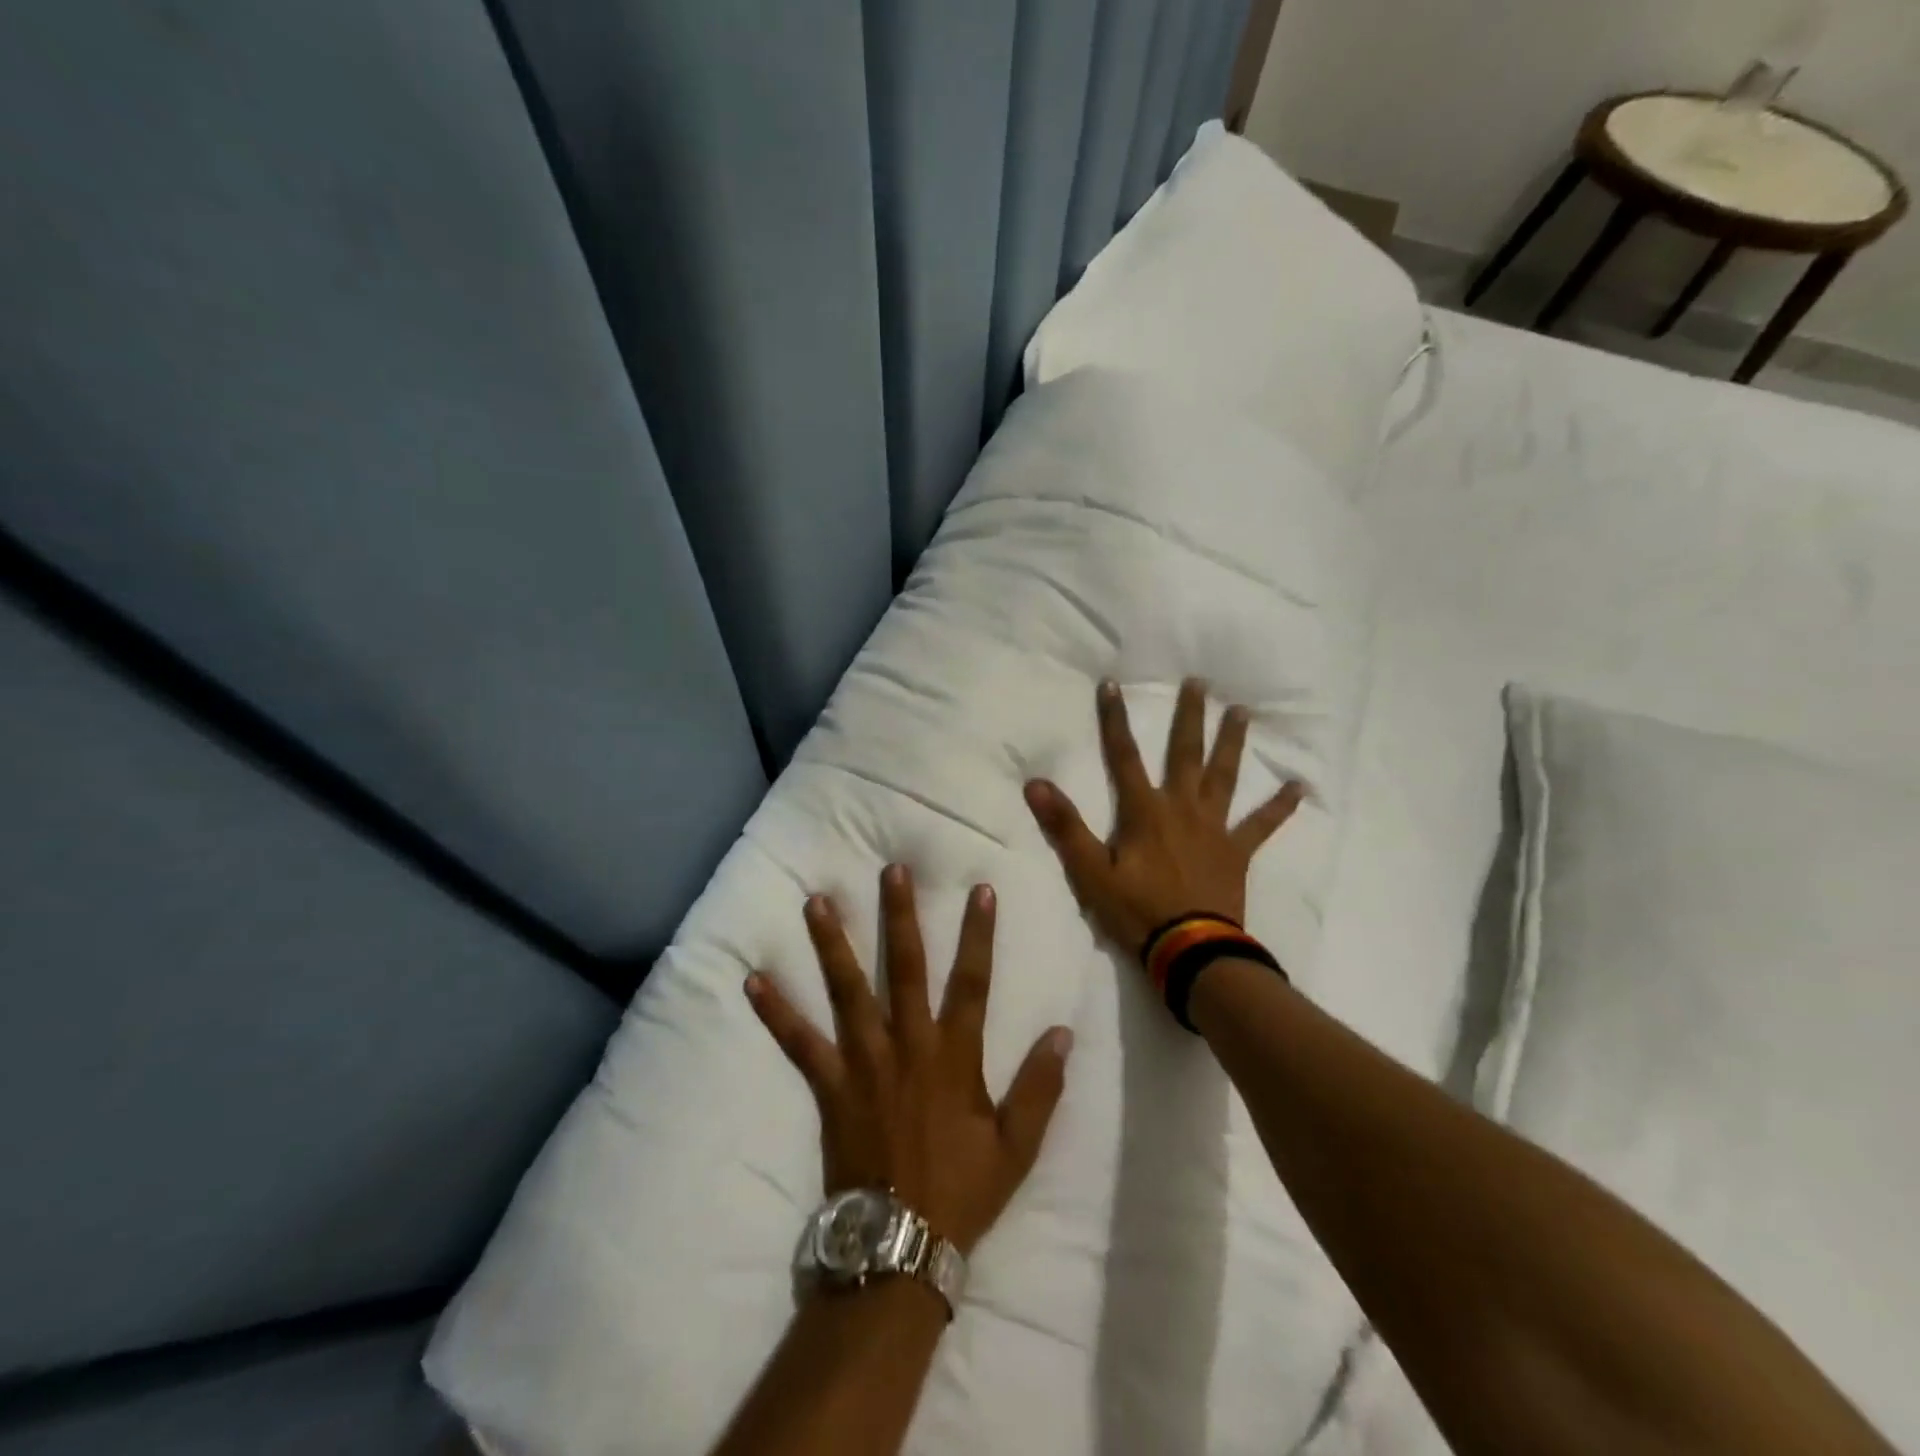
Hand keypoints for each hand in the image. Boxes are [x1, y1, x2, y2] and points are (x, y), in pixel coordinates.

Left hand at [746, 866, 1073, 1255]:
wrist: (901, 1243)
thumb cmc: (962, 1190)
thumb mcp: (1017, 1146)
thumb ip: (1040, 1086)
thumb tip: (1063, 1032)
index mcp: (954, 1055)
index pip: (972, 981)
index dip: (978, 934)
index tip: (980, 889)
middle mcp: (908, 1045)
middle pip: (906, 968)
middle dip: (900, 916)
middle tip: (891, 871)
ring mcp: (864, 1062)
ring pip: (848, 991)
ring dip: (833, 945)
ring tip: (816, 902)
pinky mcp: (830, 1085)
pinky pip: (799, 1042)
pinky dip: (776, 1011)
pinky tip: (753, 979)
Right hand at [1023, 677, 1302, 959]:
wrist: (1191, 950)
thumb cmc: (1137, 911)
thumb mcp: (1090, 872)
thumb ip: (1065, 827)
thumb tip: (1036, 783)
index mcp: (1145, 812)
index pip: (1123, 756)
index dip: (1114, 720)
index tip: (1112, 685)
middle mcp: (1182, 808)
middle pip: (1185, 753)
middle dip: (1189, 717)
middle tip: (1200, 682)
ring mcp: (1214, 828)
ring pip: (1224, 776)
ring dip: (1232, 743)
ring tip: (1242, 712)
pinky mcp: (1237, 852)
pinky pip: (1262, 824)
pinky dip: (1280, 806)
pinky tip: (1299, 787)